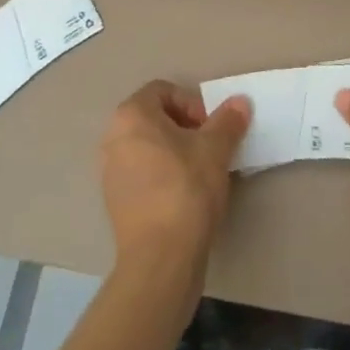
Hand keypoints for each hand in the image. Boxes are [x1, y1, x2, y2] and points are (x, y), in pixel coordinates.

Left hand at [99, 81, 250, 275]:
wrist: (160, 258)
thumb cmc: (186, 190)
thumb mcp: (215, 150)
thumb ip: (227, 121)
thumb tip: (240, 101)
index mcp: (131, 115)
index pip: (164, 91)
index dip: (192, 103)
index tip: (211, 129)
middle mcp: (113, 136)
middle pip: (154, 118)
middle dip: (185, 128)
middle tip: (210, 149)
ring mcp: (110, 170)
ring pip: (148, 147)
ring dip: (175, 152)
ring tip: (201, 174)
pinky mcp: (115, 201)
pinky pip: (142, 174)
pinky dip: (162, 176)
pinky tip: (185, 197)